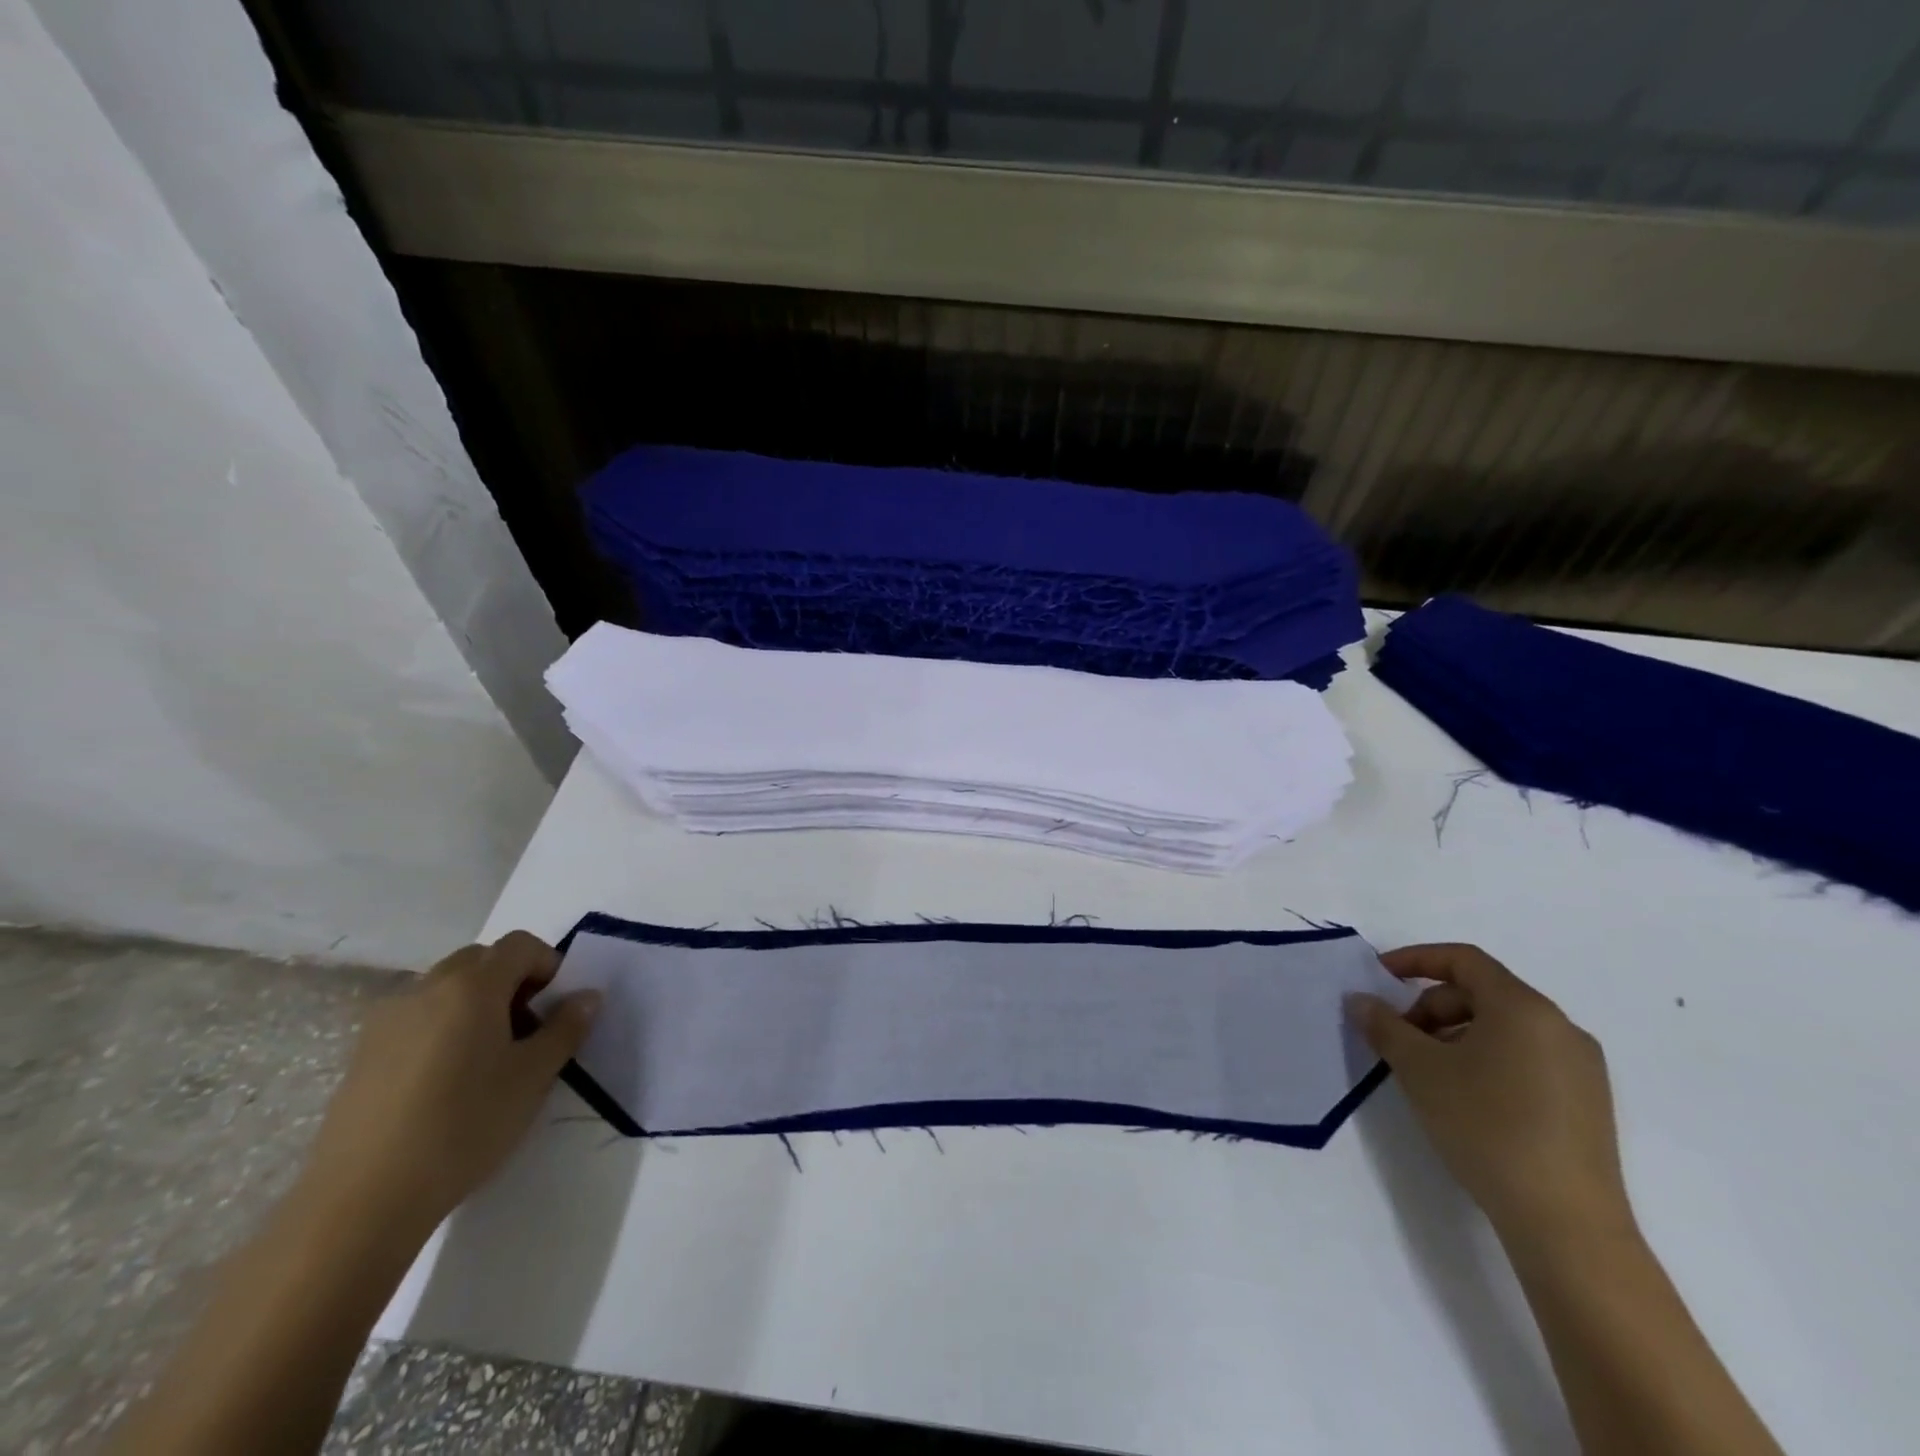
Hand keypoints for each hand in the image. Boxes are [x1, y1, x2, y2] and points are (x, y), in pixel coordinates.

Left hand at [299, 931, 599, 1233]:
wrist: (362, 1200)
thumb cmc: (464, 1126)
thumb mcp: (533, 1076)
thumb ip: (566, 1027)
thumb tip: (586, 996)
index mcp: (472, 985)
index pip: (520, 945)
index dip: (548, 965)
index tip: (557, 1007)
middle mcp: (427, 989)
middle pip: (480, 960)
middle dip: (512, 981)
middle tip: (527, 1030)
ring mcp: (387, 1020)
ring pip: (446, 988)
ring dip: (477, 1004)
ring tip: (487, 1059)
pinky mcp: (362, 1054)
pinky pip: (417, 1018)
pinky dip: (442, 1028)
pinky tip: (446, 1082)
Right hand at [1349, 943, 1633, 1251]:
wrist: (1566, 1223)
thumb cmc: (1486, 1126)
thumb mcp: (1419, 1069)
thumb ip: (1384, 1025)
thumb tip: (1361, 1000)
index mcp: (1524, 1007)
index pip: (1463, 960)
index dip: (1416, 959)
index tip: (1379, 976)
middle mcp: (1560, 1027)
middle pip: (1482, 993)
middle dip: (1431, 1007)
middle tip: (1398, 1038)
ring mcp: (1581, 1067)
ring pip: (1503, 1027)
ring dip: (1455, 1034)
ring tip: (1426, 1071)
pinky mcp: (1587, 1103)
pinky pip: (1526, 1057)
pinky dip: (1486, 1058)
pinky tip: (1465, 1096)